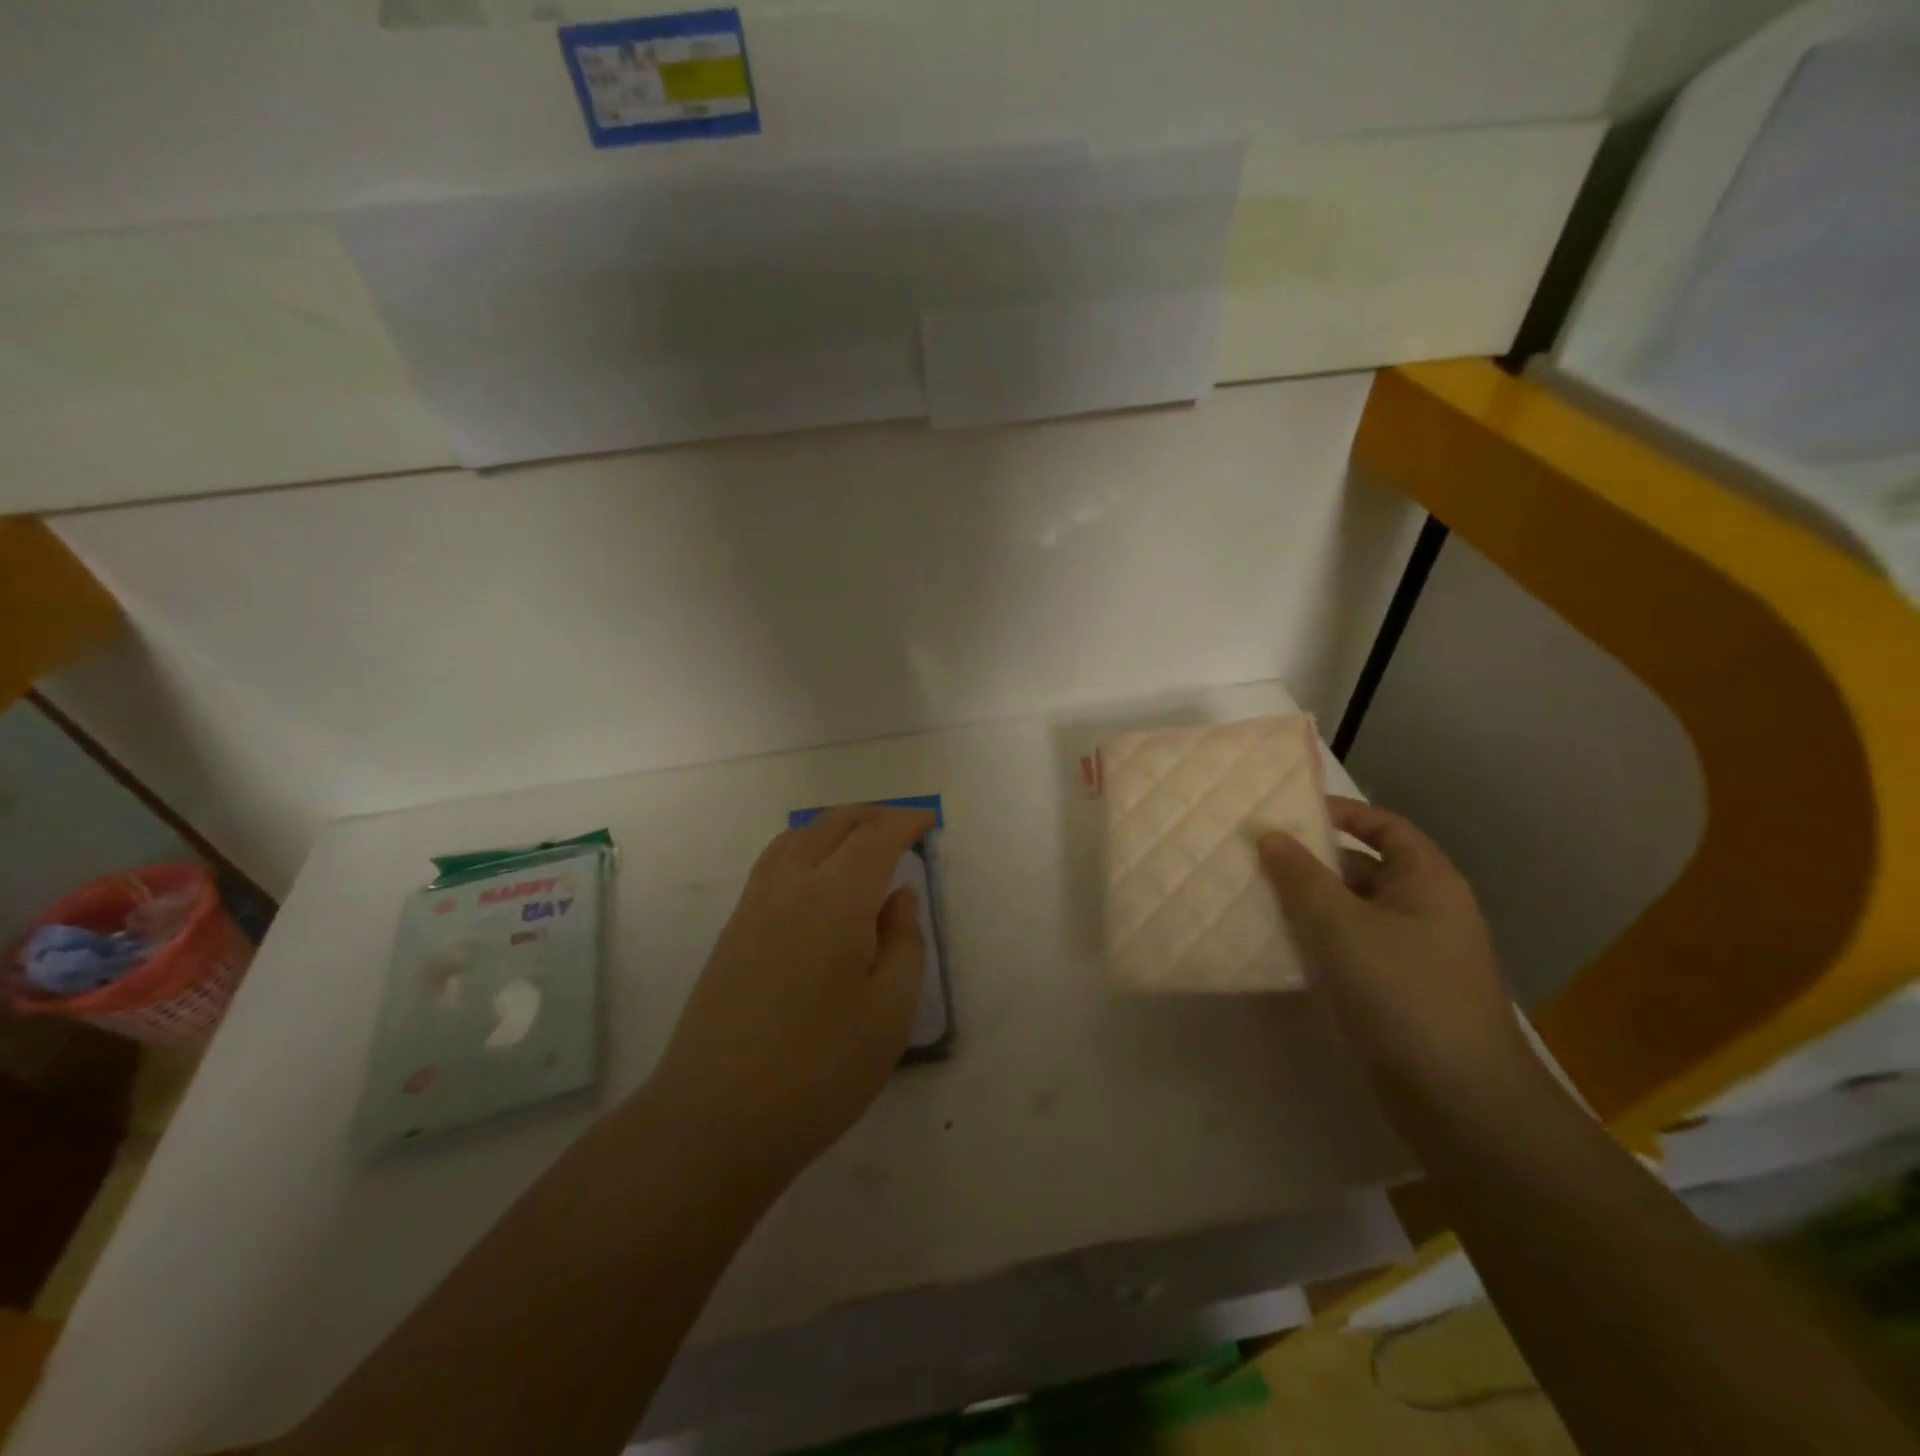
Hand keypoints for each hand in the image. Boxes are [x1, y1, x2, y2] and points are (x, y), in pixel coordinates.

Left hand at [648, 804, 934, 1188]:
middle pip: (831, 825)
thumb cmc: (820, 1068)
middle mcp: (791, 886)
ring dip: (832, 827)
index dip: (905, 822)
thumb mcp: (890, 1012)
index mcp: (836, 898)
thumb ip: (903, 942)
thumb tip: (898, 896)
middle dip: (871, 815)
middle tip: (900, 825)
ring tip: (858, 841)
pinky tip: (813, 878)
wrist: (715, 1118)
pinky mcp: (732, 932)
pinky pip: (772, 864)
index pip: (876, 838)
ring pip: (795, 839)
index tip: (927, 821)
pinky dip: (802, 848)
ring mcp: (753, 907)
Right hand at [1259, 797, 1526, 1095]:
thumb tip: (1269, 836)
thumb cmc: (1403, 993)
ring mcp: (1412, 955)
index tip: (1287, 812)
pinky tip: (1276, 946)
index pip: (1384, 827)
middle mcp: (1425, 911)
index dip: (1341, 813)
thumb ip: (1301, 877)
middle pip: (1363, 868)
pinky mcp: (1395, 993)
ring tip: (1253, 895)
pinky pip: (1350, 951)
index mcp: (1427, 882)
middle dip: (1312, 862)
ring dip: (1308, 905)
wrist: (1458, 1100)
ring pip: (1352, 913)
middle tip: (1256, 856)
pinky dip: (1316, 942)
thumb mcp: (1341, 925)